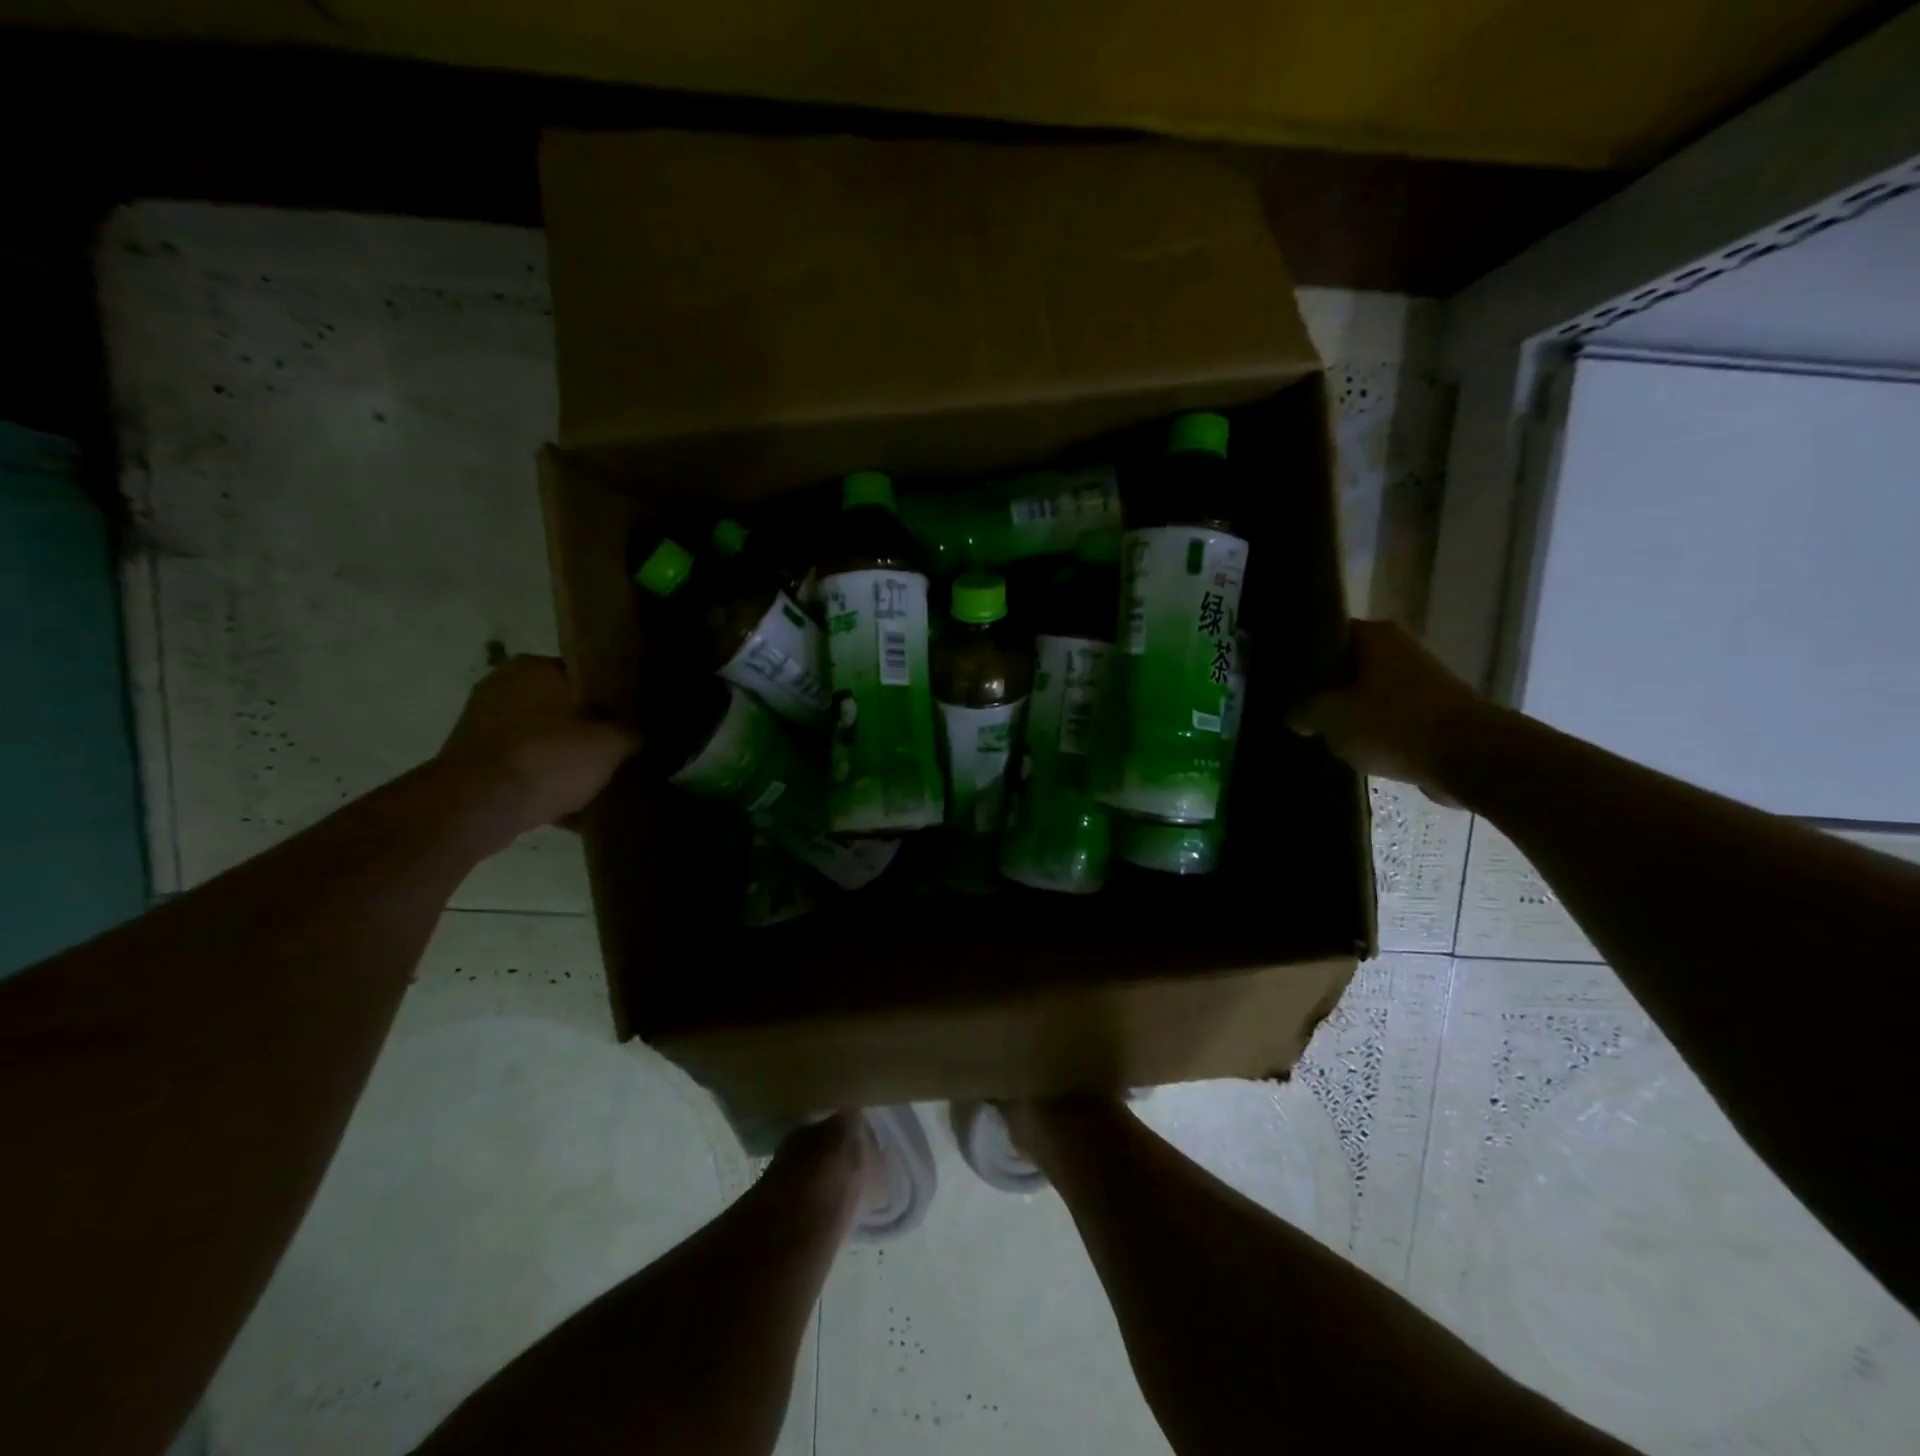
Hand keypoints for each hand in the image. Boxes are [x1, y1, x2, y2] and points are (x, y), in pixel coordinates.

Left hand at [436, 655, 639, 837]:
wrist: (478, 806)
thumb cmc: (548, 758)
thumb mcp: (611, 744)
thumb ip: (634, 734)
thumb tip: (643, 735)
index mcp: (535, 667)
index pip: (587, 676)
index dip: (615, 700)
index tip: (634, 724)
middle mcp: (503, 686)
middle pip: (564, 710)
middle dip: (589, 734)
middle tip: (619, 756)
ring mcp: (483, 724)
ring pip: (544, 741)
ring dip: (566, 761)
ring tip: (598, 785)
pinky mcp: (473, 761)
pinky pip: (524, 768)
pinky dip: (544, 783)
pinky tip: (571, 808)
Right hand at [1288, 620, 1492, 797]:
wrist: (1470, 758)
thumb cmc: (1394, 725)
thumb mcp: (1331, 718)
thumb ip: (1303, 711)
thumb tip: (1294, 714)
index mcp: (1374, 635)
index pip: (1326, 633)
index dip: (1301, 655)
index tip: (1281, 677)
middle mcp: (1399, 648)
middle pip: (1347, 663)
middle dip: (1323, 685)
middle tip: (1293, 705)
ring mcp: (1420, 679)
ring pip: (1367, 691)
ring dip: (1347, 708)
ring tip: (1318, 728)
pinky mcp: (1433, 710)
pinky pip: (1388, 715)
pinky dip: (1371, 727)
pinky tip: (1351, 746)